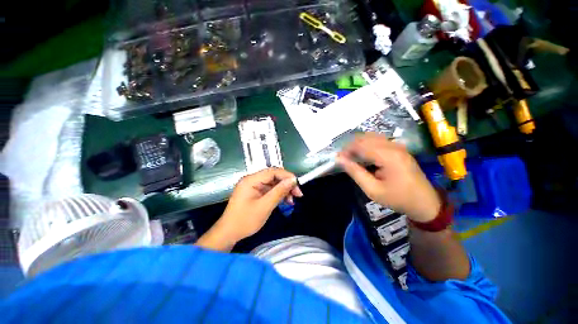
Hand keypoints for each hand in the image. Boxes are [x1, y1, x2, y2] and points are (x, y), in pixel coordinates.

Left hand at [214, 168, 302, 246]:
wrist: (229, 234)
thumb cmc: (245, 221)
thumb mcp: (265, 206)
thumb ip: (279, 192)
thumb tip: (293, 180)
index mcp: (251, 180)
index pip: (273, 171)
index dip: (287, 176)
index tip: (298, 185)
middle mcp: (252, 180)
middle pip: (274, 176)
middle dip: (287, 184)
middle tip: (298, 194)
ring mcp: (253, 186)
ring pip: (273, 183)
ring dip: (284, 190)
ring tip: (292, 200)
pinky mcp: (255, 192)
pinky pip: (269, 190)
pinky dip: (278, 194)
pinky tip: (285, 201)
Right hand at [337, 133, 440, 222]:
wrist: (426, 203)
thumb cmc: (398, 199)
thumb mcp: (373, 190)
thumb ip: (355, 172)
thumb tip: (340, 159)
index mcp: (388, 156)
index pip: (361, 145)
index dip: (347, 150)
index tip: (338, 158)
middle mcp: (394, 146)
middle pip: (366, 138)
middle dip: (351, 146)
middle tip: (344, 158)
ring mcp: (398, 146)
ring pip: (372, 137)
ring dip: (359, 144)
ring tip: (351, 156)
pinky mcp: (399, 149)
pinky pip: (379, 141)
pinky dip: (367, 145)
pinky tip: (363, 155)